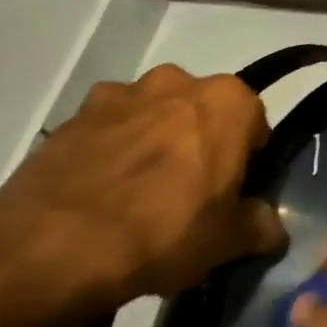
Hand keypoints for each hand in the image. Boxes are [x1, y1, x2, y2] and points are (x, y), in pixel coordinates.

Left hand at [0, 65, 283, 309]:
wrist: (56, 245)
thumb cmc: (166, 231)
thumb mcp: (231, 240)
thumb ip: (261, 225)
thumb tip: (270, 226)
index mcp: (227, 102)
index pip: (255, 120)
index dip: (249, 156)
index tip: (237, 189)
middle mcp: (176, 82)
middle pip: (202, 111)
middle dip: (201, 142)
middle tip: (192, 193)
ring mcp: (118, 95)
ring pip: (153, 116)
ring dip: (155, 143)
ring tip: (141, 197)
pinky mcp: (71, 117)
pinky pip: (108, 130)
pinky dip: (112, 152)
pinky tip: (104, 196)